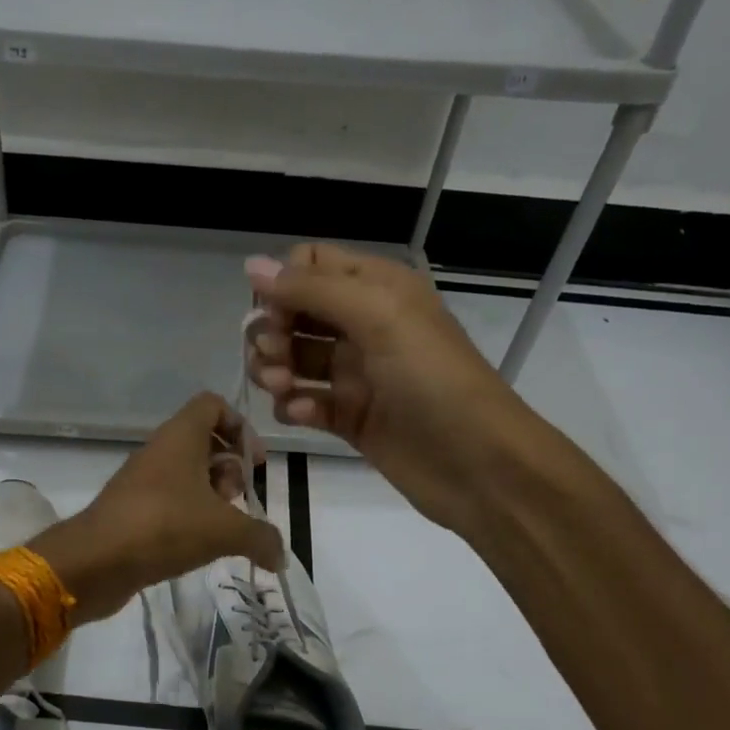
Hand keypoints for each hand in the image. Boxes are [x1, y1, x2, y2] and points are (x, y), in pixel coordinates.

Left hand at [30, 393, 283, 623]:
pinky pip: (169, 500)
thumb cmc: (165, 527)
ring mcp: (142, 480)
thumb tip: (282, 556)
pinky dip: (190, 516)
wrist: (95, 561)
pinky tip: (200, 546)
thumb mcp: (225, 530)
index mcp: (180, 436)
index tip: (253, 463)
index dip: (240, 426)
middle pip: (204, 441)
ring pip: (187, 473)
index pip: (212, 404)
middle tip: (237, 500)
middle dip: (229, 468)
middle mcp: (160, 450)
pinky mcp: (132, 509)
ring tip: (221, 529)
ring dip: (211, 496)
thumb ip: (261, 537)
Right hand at [245, 243, 537, 534]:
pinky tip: (301, 414)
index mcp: (377, 288)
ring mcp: (356, 374)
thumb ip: (313, 289)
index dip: (284, 285)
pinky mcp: (351, 418)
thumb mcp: (379, 316)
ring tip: (283, 388)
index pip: (311, 264)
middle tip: (274, 357)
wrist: (479, 464)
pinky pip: (306, 402)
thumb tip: (251, 265)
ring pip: (294, 359)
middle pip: (295, 313)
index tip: (274, 314)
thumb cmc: (433, 379)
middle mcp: (363, 325)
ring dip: (276, 369)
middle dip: (272, 331)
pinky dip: (295, 405)